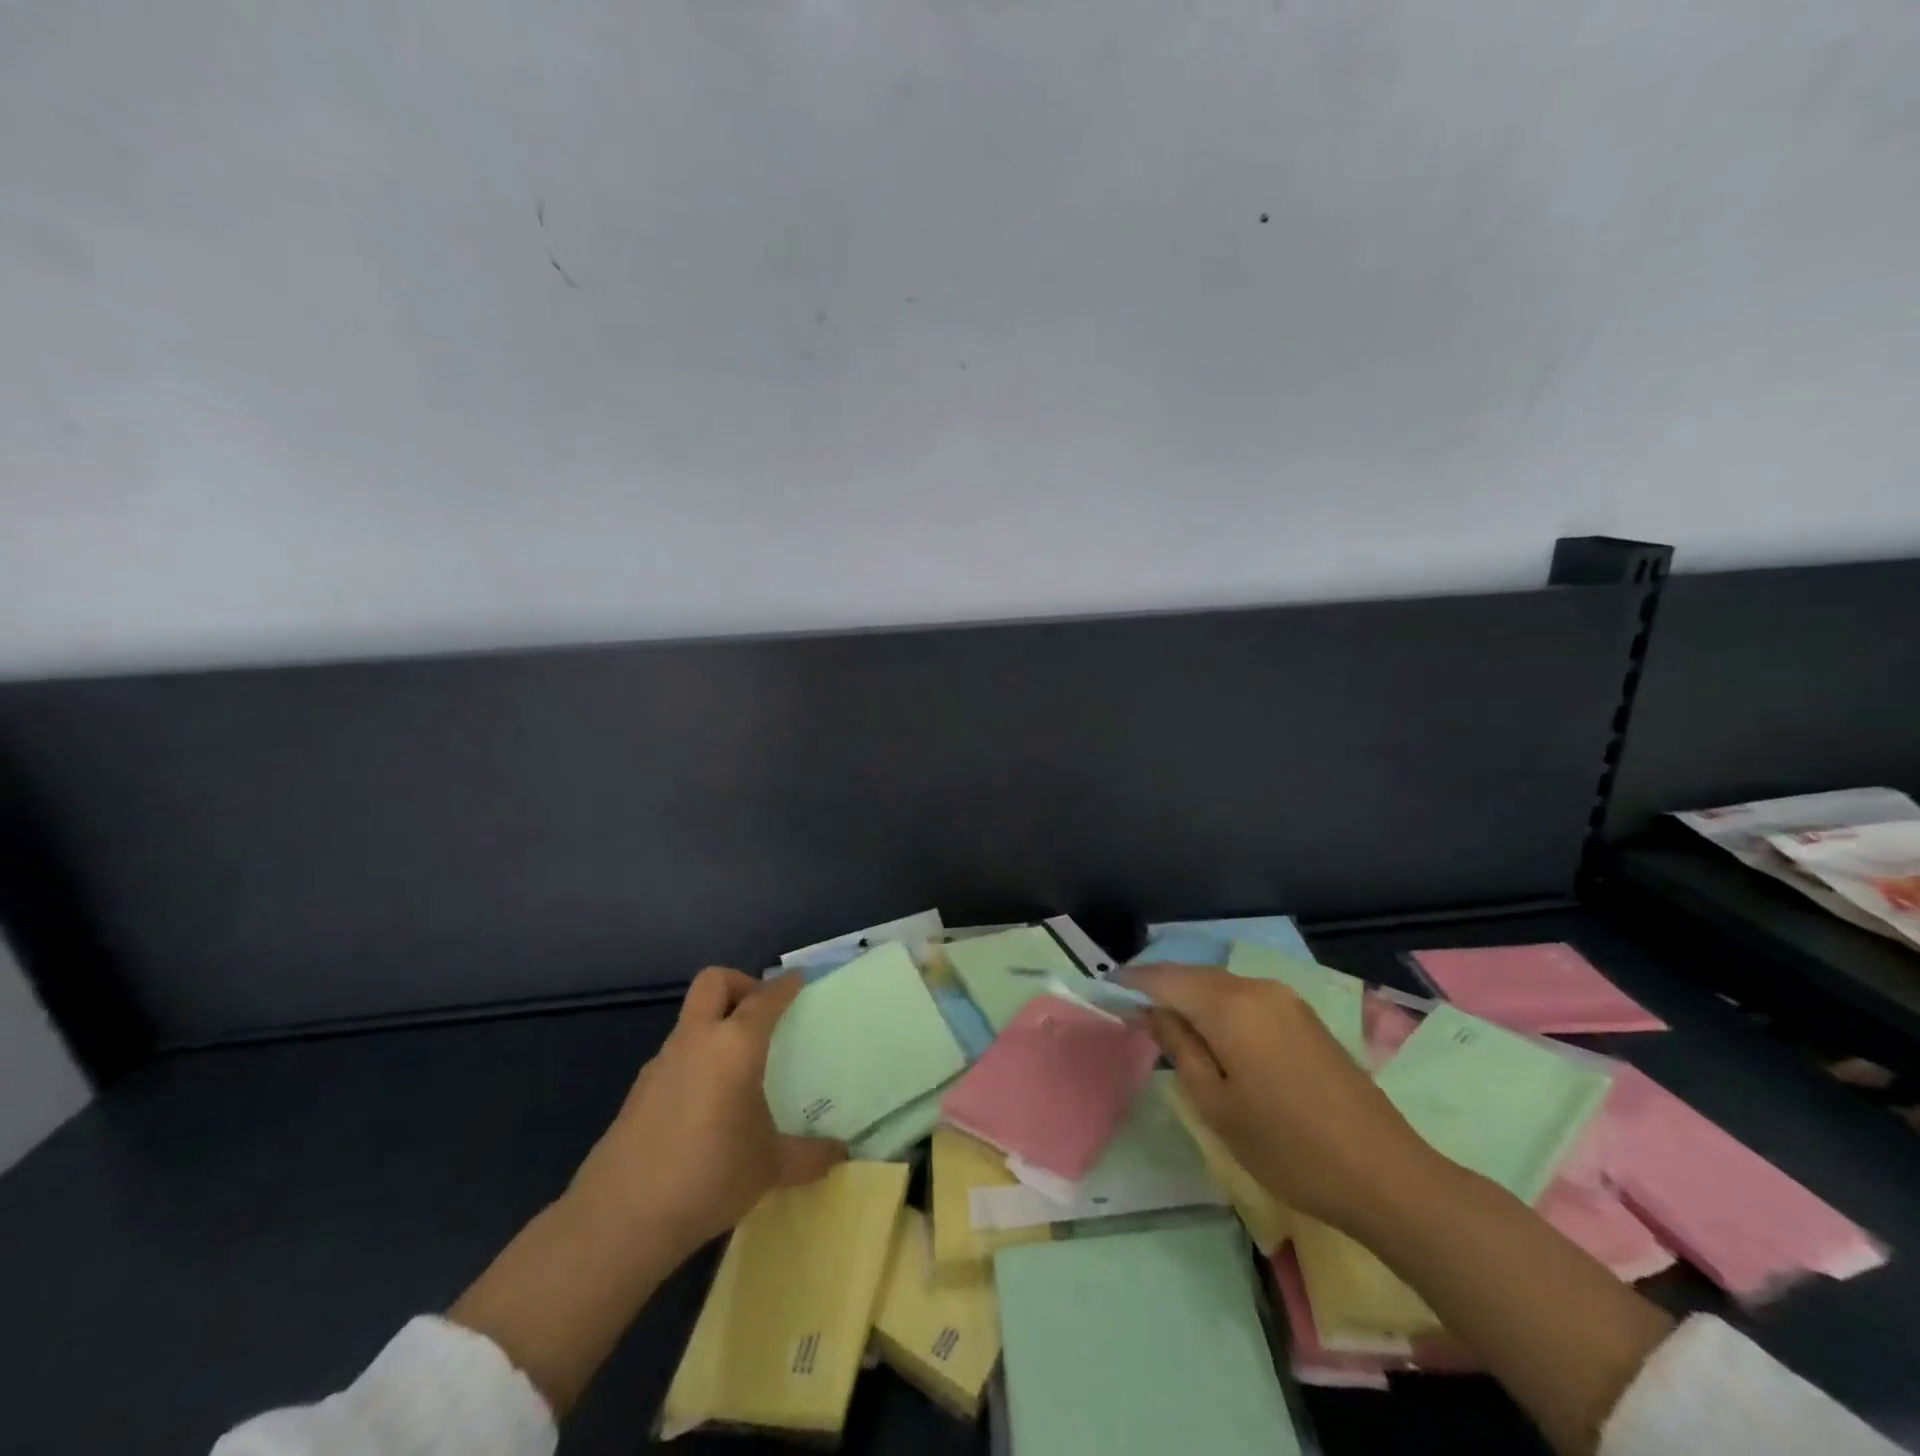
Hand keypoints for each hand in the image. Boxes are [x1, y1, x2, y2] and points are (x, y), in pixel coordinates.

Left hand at [567, 968, 845, 1260]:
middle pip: (714, 982)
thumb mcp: (771, 1167)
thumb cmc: (709, 1175)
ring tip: (739, 1065)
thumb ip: (810, 1155)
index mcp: (735, 1044)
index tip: (799, 981)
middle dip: (740, 984)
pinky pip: (676, 1056)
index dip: (785, 985)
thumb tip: (841, 1153)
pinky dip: (696, 1060)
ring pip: (691, 1019)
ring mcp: (662, 1063)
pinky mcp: (638, 1091)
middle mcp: (697, 1040)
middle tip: (762, 1014)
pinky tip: (708, 1104)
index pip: (765, 998)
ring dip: (715, 1025)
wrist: (620, 1218)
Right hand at [1123, 964, 1440, 1232]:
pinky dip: (1220, 1007)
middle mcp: (1257, 988)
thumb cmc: (1287, 1147)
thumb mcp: (1217, 1104)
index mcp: (1230, 1005)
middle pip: (1194, 975)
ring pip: (1221, 985)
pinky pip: (1247, 998)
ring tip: (1168, 1025)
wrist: (1384, 1173)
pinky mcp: (1304, 1017)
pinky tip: (1214, 1034)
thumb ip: (1179, 1048)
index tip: (1106, 991)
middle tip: (1133, 1012)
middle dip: (1161, 988)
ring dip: (1192, 998)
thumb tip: (1152, 1012)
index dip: (1133, 982)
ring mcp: (1286, 999)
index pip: (1165, 978)